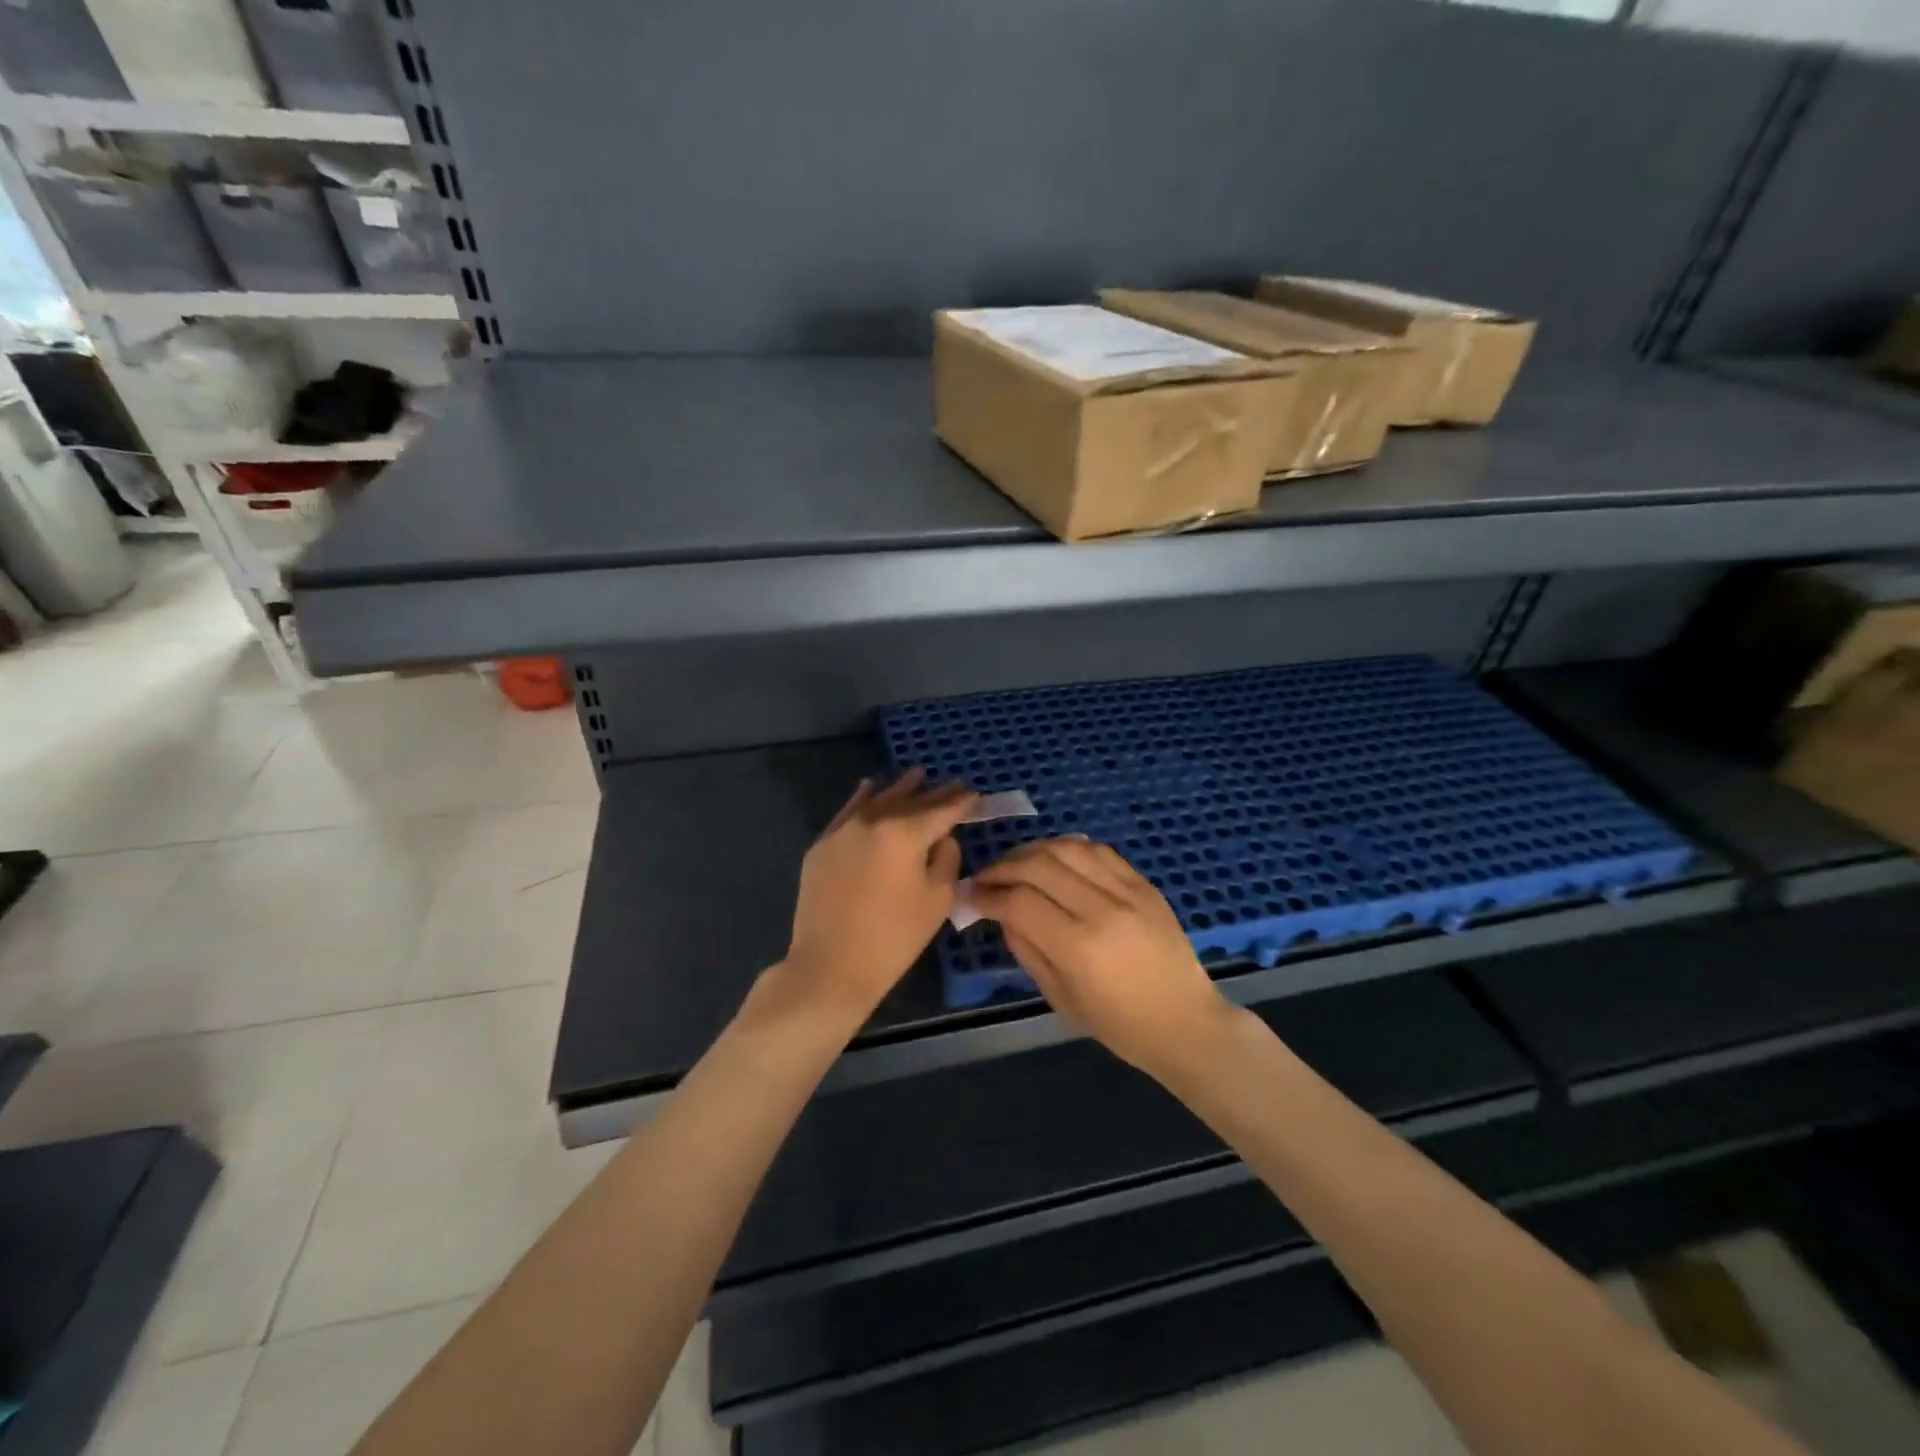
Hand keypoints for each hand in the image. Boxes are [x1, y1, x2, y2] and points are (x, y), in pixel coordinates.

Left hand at [774, 770, 977, 1027]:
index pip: (941, 810)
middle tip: (954, 785)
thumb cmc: (894, 937)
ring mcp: (842, 831)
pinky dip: (862, 798)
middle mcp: (872, 820)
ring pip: (877, 800)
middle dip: (934, 794)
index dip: (961, 802)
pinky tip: (869, 787)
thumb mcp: (937, 899)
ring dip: (899, 789)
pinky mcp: (821, 846)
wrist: (830, 966)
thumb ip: (946, 858)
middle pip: (910, 801)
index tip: (975, 795)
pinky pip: (847, 812)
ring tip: (916, 776)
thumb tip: (940, 838)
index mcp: (905, 832)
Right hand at [971, 838, 1233, 1080]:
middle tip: (986, 878)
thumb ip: (1026, 950)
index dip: (988, 894)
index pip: (1019, 901)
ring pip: (1066, 848)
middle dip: (1002, 867)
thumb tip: (1001, 913)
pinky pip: (1098, 850)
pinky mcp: (1144, 883)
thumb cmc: (1120, 1025)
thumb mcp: (1061, 998)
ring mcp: (1127, 891)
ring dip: (1031, 850)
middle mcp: (1102, 909)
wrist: (1186, 1021)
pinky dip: (1068, 847)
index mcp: (1078, 947)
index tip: (972, 895)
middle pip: (1037, 865)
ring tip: (1016, 864)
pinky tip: (1053, 858)